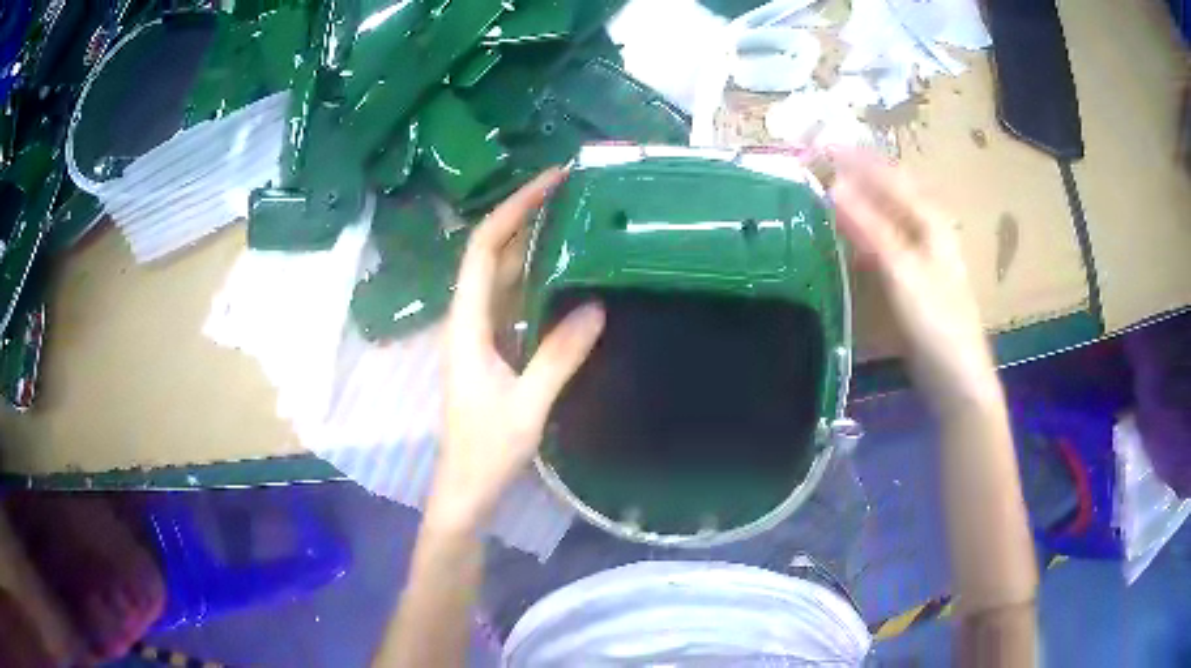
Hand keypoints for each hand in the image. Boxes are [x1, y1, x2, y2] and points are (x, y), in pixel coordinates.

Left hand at [428, 169, 605, 533]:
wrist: (467, 488)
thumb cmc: (486, 451)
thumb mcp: (527, 406)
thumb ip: (558, 357)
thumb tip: (595, 306)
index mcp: (467, 324)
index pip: (483, 248)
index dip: (513, 209)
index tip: (550, 182)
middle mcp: (470, 319)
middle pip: (492, 253)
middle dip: (526, 216)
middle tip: (574, 192)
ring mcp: (482, 334)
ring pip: (504, 275)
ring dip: (532, 243)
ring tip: (575, 218)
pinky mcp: (496, 349)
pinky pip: (515, 300)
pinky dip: (538, 278)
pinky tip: (567, 272)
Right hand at [828, 150, 1000, 412]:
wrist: (957, 379)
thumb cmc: (937, 323)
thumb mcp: (903, 272)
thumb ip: (870, 229)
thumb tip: (834, 186)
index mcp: (930, 220)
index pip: (888, 176)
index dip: (854, 159)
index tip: (817, 144)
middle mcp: (927, 229)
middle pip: (888, 190)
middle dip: (855, 173)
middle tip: (817, 162)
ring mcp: (921, 254)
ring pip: (885, 214)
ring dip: (857, 200)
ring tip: (824, 189)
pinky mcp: (912, 278)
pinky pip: (883, 241)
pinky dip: (862, 231)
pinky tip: (846, 235)